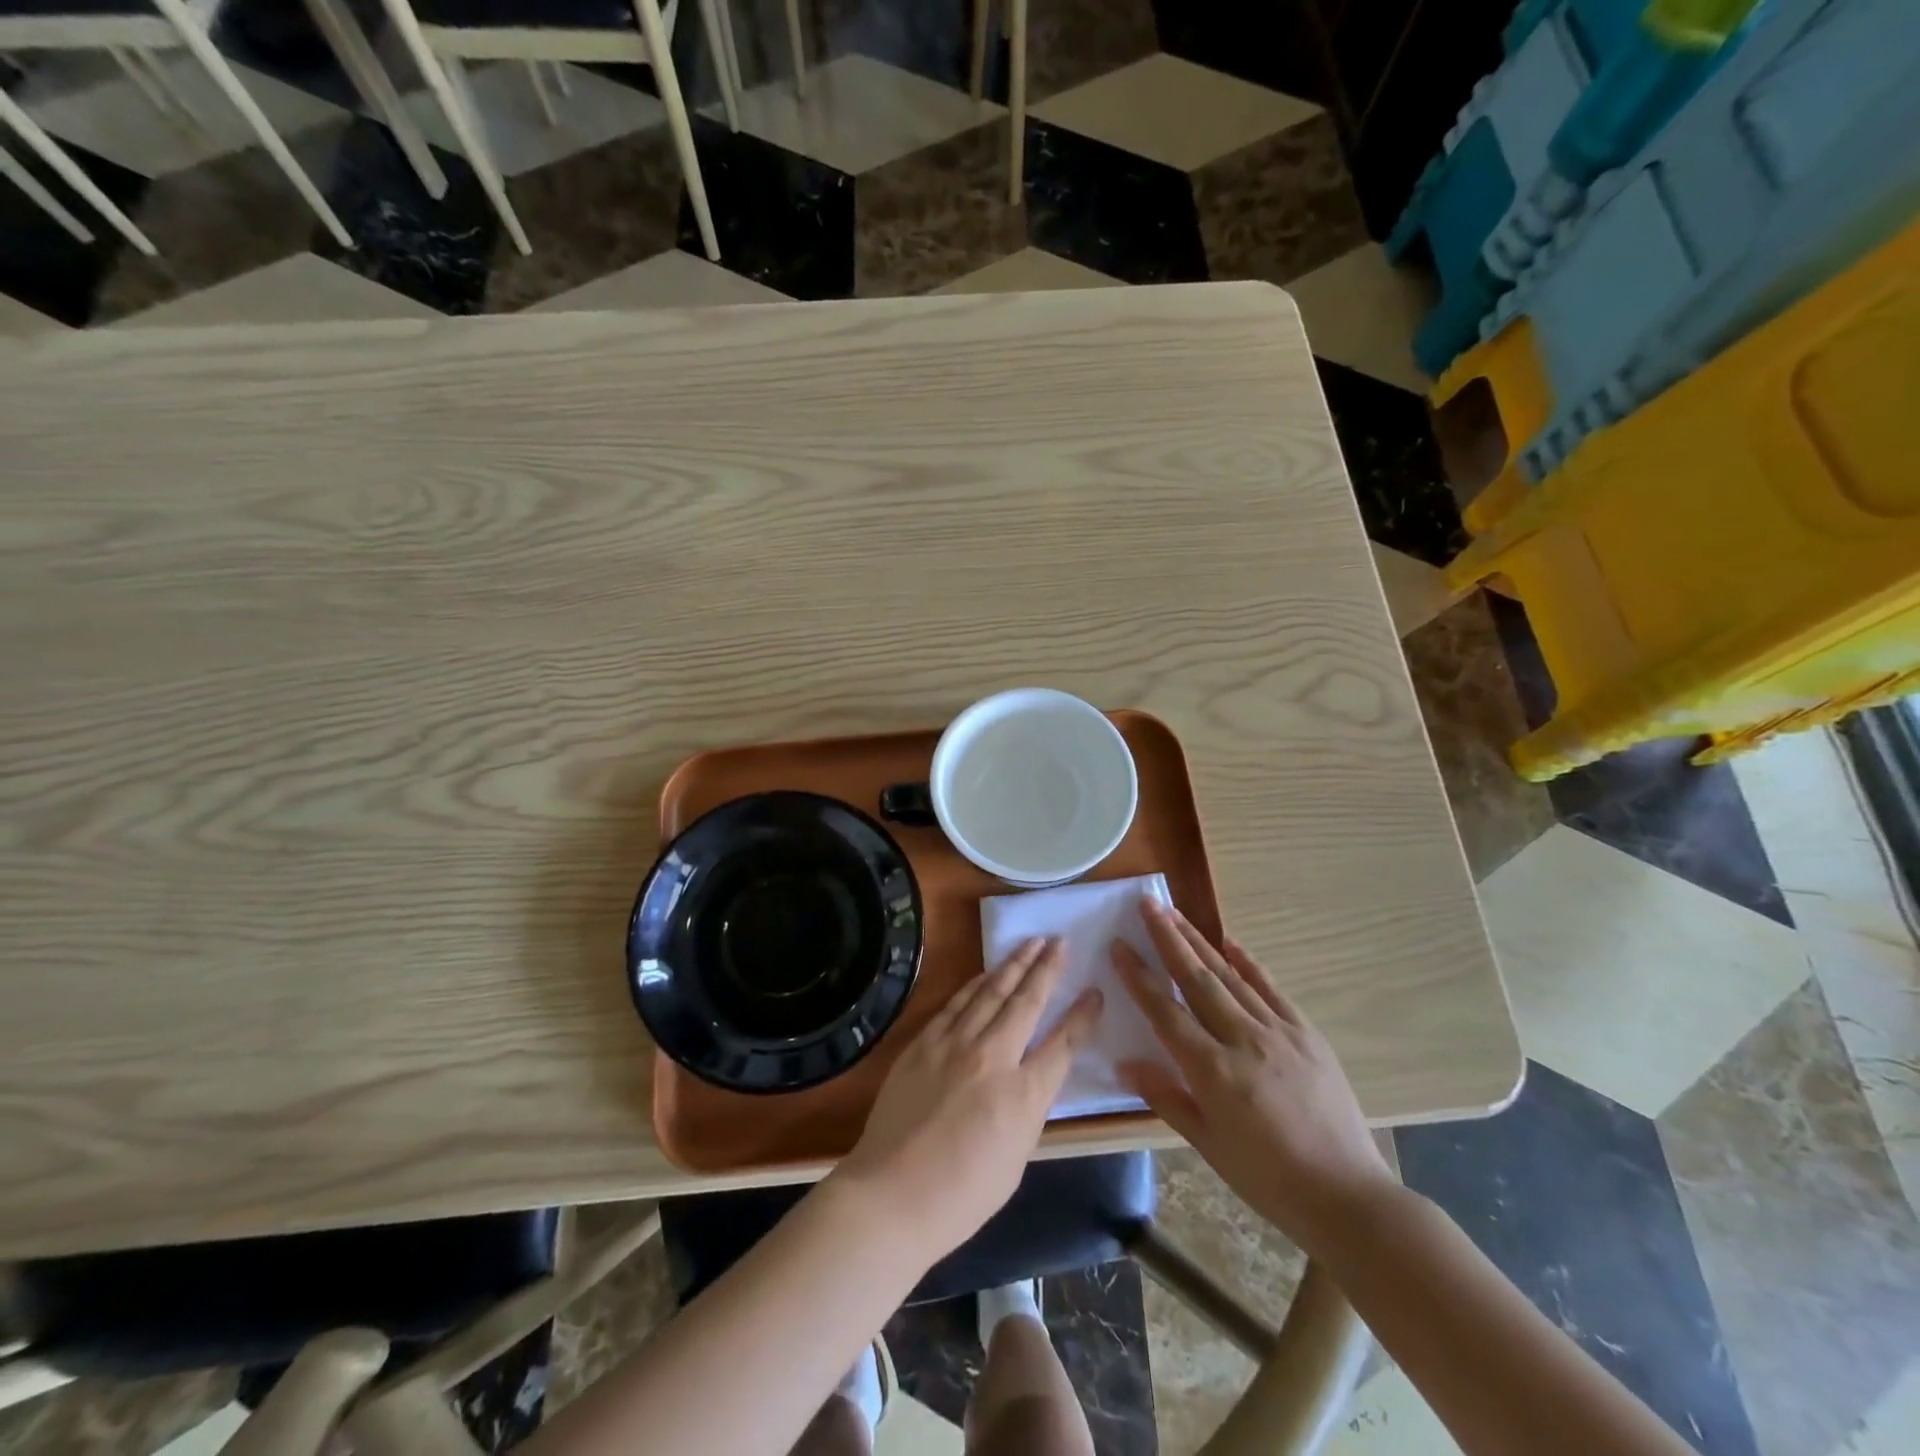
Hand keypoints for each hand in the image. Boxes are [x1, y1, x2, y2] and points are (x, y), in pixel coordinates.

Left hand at [834, 936, 1101, 1262]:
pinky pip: (956, 1004)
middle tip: (1060, 941)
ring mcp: (954, 1045)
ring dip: (1014, 965)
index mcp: (1024, 1095)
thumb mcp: (1016, 1157)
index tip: (1095, 991)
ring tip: (1031, 943)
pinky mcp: (924, 1043)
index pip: (1063, 1044)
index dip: (1082, 1016)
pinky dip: (975, 984)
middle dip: (1047, 968)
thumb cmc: (962, 1195)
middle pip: (1026, 1002)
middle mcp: (993, 1058)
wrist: (892, 1194)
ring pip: (991, 993)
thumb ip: (1027, 1108)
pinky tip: (986, 973)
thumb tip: (1030, 1076)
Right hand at [1112, 901, 1394, 1253]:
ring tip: (1175, 914)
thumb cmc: (1268, 1179)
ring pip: (1230, 976)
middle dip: (1168, 938)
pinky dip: (1248, 962)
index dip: (1139, 976)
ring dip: (1200, 942)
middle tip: (1147, 904)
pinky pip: (1271, 989)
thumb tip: (1125, 1062)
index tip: (1119, 945)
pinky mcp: (1306, 1034)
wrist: (1347, 1196)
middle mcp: (1242, 1040)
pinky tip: (1230, 942)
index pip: (1165, 1011)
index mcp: (1213, 1071)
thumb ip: (1166, 1097)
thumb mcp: (1207, 1145)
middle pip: (1197, 979)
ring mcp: (1278, 1032)